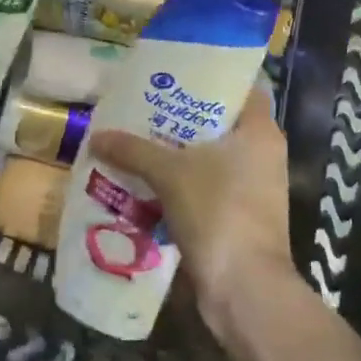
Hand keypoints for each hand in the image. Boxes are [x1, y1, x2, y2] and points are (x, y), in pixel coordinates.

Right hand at [88, 89, 296, 345]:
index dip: (210, 75)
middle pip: (221, 122)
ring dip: (179, 152)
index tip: (176, 71)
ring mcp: (255, 187)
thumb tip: (97, 135)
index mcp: (260, 130)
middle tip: (146, 103)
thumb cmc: (217, 212)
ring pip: (212, 156)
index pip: (240, 87)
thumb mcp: (170, 174)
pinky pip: (208, 186)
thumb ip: (134, 150)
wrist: (244, 289)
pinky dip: (182, 182)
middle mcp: (263, 153)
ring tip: (139, 138)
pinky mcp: (241, 215)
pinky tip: (147, 179)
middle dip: (184, 116)